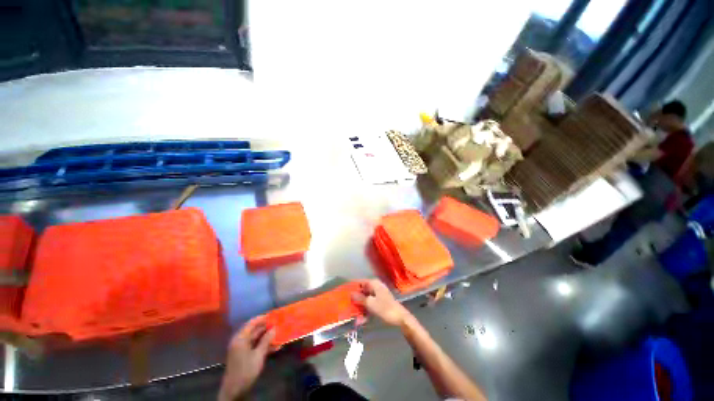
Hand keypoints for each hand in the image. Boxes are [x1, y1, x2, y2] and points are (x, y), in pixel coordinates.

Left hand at [219, 316, 275, 400]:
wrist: (234, 391)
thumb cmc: (245, 371)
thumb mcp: (258, 355)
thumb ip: (266, 340)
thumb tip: (274, 328)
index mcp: (240, 338)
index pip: (252, 323)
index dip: (262, 318)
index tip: (273, 314)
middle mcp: (240, 341)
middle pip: (254, 330)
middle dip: (267, 327)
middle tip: (279, 324)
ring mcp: (242, 349)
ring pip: (256, 339)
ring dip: (267, 337)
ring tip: (280, 334)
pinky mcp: (244, 356)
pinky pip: (255, 346)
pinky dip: (264, 345)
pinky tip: (275, 347)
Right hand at [351, 279, 410, 326]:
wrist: (400, 318)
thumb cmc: (385, 308)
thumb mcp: (371, 303)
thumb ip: (360, 298)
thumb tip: (351, 294)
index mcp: (374, 284)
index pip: (360, 282)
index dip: (352, 286)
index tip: (344, 291)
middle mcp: (376, 287)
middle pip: (362, 291)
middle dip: (355, 299)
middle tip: (347, 306)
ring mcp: (378, 296)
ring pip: (366, 300)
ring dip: (360, 308)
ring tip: (353, 317)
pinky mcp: (380, 304)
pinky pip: (370, 306)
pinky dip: (366, 312)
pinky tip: (361, 321)